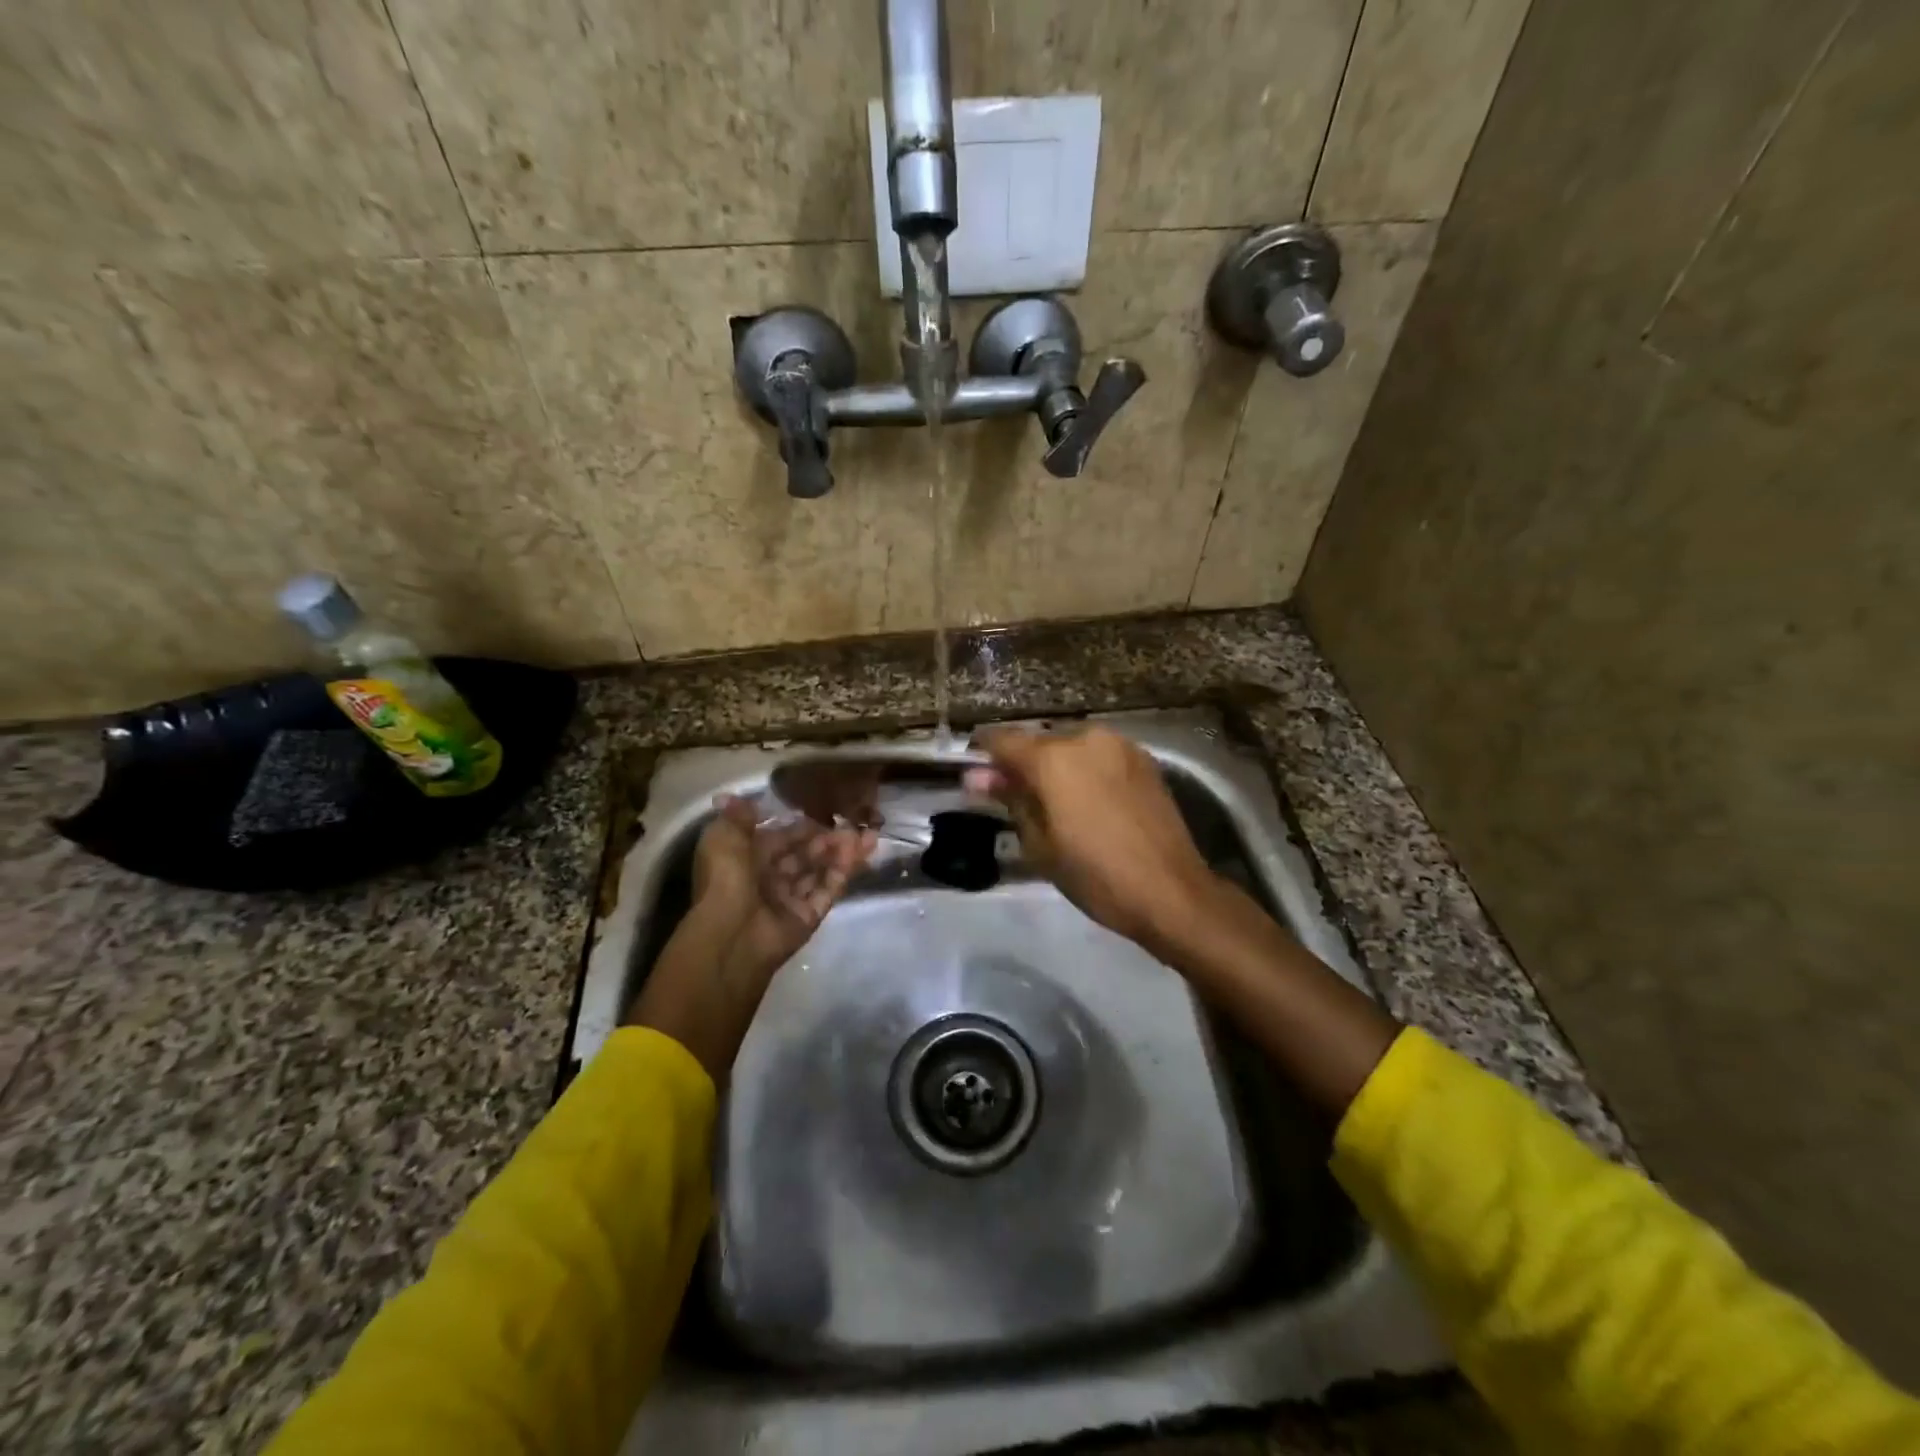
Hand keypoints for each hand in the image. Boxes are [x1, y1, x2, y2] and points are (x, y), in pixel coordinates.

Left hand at [696, 795, 877, 972]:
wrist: (731, 935)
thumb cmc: (725, 880)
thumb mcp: (722, 838)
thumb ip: (736, 816)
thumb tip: (738, 797)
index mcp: (746, 859)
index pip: (779, 838)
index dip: (801, 826)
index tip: (826, 811)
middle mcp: (769, 879)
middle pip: (803, 855)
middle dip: (827, 839)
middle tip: (854, 823)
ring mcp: (789, 900)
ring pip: (819, 871)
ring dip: (841, 853)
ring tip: (867, 835)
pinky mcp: (807, 917)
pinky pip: (827, 891)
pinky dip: (843, 872)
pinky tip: (859, 854)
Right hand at [964, 725, 1218, 952]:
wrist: (1171, 892)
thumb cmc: (1095, 875)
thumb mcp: (1040, 844)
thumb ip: (1010, 799)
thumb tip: (975, 776)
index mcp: (1052, 758)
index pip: (1001, 739)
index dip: (983, 754)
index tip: (976, 775)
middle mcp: (1085, 738)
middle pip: (1039, 742)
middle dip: (1022, 763)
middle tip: (1016, 798)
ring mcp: (1120, 745)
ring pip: (1071, 747)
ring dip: (1056, 766)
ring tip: (1056, 804)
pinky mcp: (1145, 759)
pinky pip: (1100, 756)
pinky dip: (1086, 770)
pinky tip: (1089, 802)